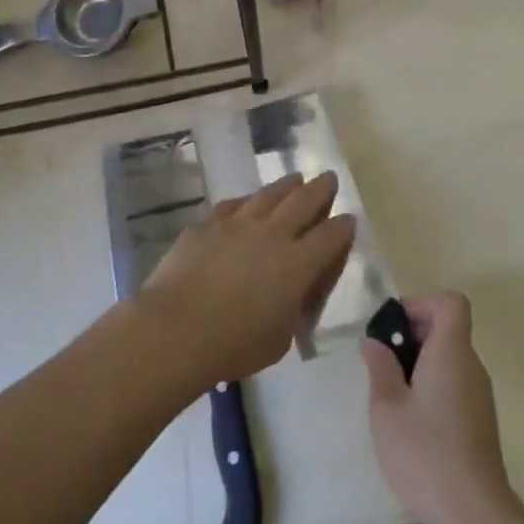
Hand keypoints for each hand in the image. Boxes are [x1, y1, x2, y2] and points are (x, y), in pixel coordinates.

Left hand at [137, 171, 355, 387]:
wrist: (175, 329)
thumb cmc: (233, 345)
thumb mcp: (280, 339)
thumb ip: (293, 310)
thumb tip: (293, 295)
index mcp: (298, 264)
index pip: (331, 236)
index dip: (343, 226)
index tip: (348, 220)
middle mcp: (273, 234)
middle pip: (304, 201)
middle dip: (321, 189)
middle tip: (329, 178)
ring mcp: (238, 223)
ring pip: (269, 194)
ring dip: (287, 185)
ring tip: (295, 179)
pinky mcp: (208, 223)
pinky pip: (233, 204)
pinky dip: (247, 201)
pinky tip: (248, 201)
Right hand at [362, 292, 523, 523]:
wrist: (474, 515)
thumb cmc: (425, 454)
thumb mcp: (387, 408)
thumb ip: (380, 366)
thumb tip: (375, 341)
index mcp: (451, 353)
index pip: (451, 302)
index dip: (421, 303)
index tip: (393, 327)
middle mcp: (471, 366)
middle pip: (448, 328)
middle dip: (412, 334)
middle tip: (381, 361)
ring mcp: (479, 394)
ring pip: (449, 357)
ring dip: (419, 362)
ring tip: (389, 394)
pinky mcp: (480, 419)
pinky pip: (454, 382)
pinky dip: (431, 384)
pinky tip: (410, 420)